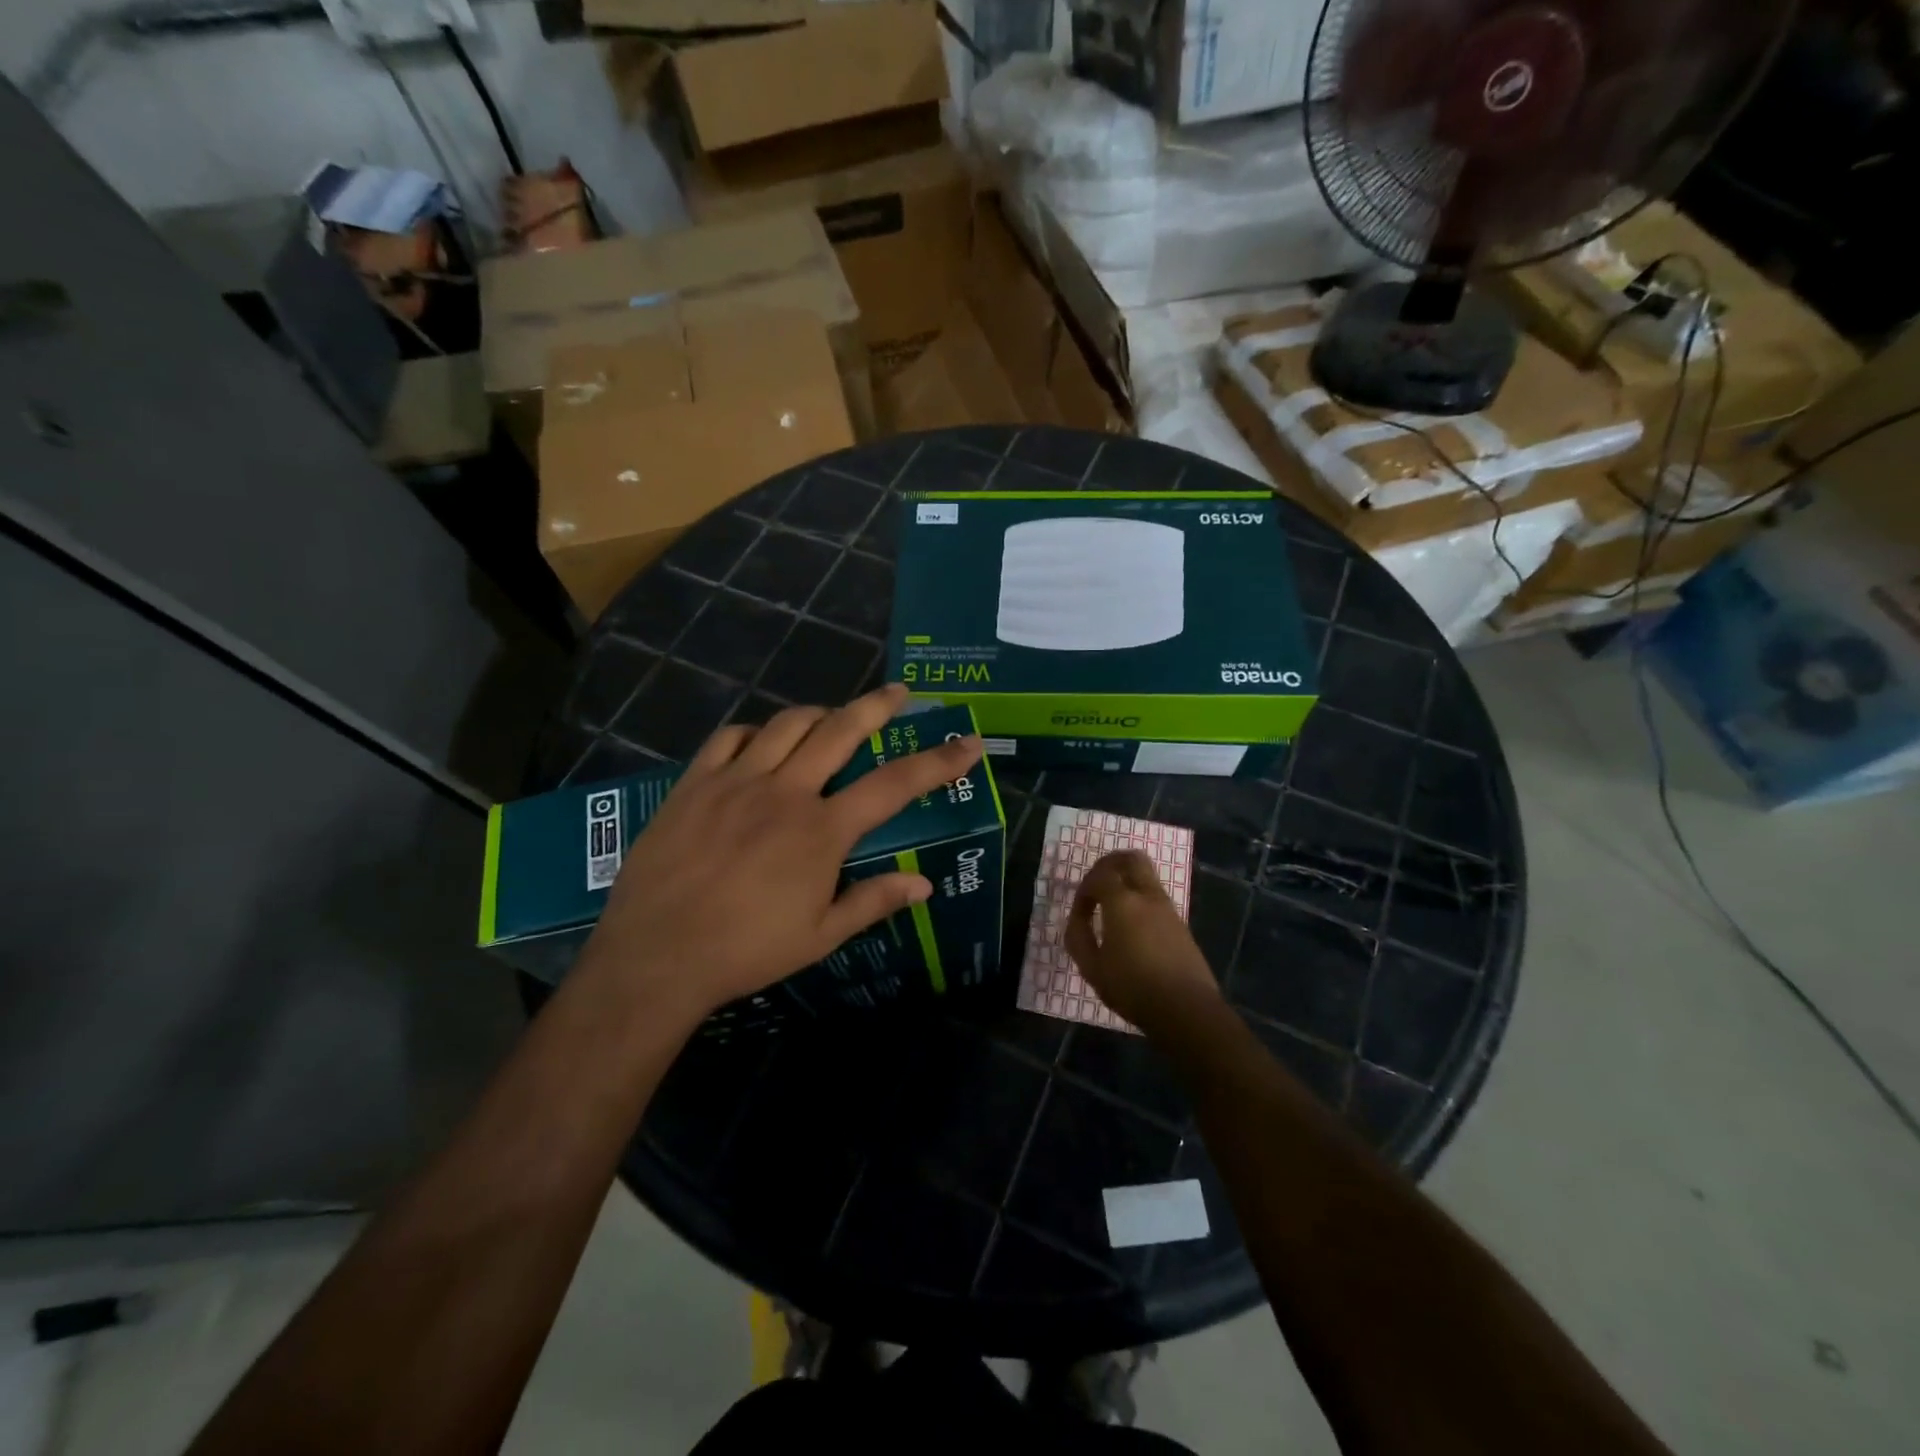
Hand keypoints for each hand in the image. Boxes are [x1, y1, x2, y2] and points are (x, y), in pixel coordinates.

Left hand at [579, 685, 982, 1022]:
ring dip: (818, 714)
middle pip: (840, 730)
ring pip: (786, 724)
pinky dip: (754, 732)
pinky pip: (729, 738)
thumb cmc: (746, 951)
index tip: (967, 743)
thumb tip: (925, 884)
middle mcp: (785, 791)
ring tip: (833, 718)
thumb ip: (874, 901)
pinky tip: (761, 743)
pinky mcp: (694, 783)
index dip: (938, 761)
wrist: (656, 956)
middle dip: (877, 706)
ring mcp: (736, 781)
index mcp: (822, 830)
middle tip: (899, 693)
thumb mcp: (820, 935)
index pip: (894, 784)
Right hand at [1066, 850, 1222, 1032]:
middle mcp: (1147, 896)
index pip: (1100, 875)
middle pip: (1131, 859)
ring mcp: (1168, 908)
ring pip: (1147, 876)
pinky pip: (1156, 897)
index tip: (1079, 912)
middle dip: (1110, 864)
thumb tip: (1077, 919)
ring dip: (1127, 881)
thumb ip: (1078, 938)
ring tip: (1112, 908)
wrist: (1186, 1009)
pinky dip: (1140, 899)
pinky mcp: (1180, 924)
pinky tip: (1132, 927)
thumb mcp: (1092, 968)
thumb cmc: (1133, 988)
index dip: (1084, 888)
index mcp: (1122, 902)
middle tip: (1097, 883)